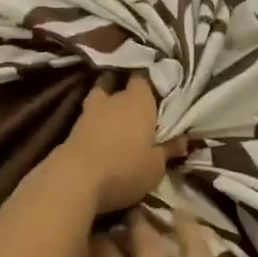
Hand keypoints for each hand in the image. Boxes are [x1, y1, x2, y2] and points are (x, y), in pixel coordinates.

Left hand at [57, 75, 178, 213]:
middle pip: (118, 81)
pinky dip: (95, 118)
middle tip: (136, 101)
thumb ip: (169, 149)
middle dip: (125, 87)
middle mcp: (114, 98)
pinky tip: (101, 129)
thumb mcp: (156, 166)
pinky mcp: (73, 126)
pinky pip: (89, 114)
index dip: (150, 81)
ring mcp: (90, 110)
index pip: (144, 77)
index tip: (158, 88)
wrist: (76, 179)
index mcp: (139, 100)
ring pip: (100, 94)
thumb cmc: (125, 168)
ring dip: (106, 100)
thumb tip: (184, 139)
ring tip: (115, 112)